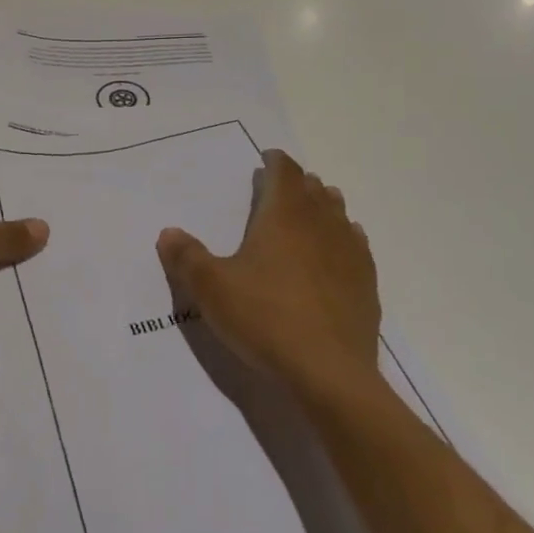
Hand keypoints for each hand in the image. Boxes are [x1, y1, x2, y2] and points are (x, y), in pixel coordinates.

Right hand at [155, 149, 380, 408]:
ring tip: (309, 211)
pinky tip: (337, 251)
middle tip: (281, 188)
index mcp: (284, 214)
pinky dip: (344, 237)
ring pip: (337, 212)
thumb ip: (187, 258)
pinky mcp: (366, 281)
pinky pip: (356, 244)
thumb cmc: (266, 319)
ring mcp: (349, 251)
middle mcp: (321, 222)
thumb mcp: (212, 289)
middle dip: (297, 183)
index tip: (268, 159)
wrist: (330, 373)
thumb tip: (168, 232)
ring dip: (322, 205)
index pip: (285, 171)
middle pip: (313, 188)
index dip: (276, 161)